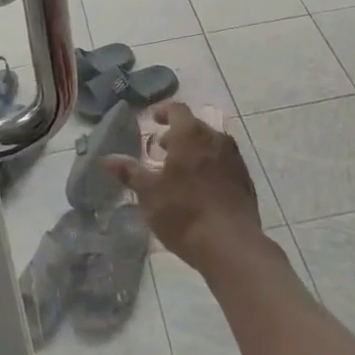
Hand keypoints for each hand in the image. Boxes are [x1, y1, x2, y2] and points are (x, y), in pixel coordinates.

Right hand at [105, 102, 263, 272]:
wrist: (231, 245)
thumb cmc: (184, 212)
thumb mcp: (149, 193)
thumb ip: (130, 172)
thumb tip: (108, 159)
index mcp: (191, 134)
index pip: (177, 109)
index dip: (164, 112)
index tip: (154, 121)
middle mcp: (216, 138)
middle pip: (195, 126)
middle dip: (177, 134)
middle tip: (162, 151)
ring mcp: (234, 159)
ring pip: (211, 145)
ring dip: (194, 151)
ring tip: (179, 171)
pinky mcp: (245, 180)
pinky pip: (224, 163)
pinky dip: (210, 166)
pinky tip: (200, 189)